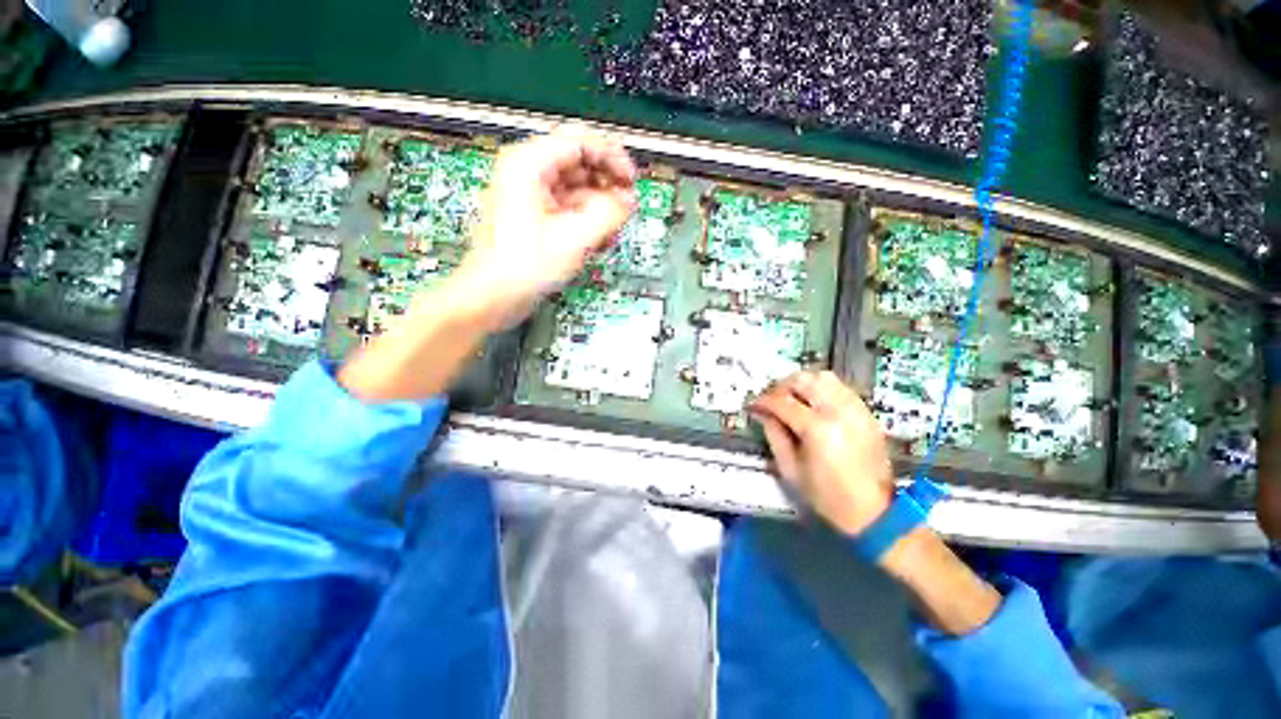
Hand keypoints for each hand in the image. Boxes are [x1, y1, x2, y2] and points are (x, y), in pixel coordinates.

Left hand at [338, 127, 634, 401]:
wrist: (492, 297)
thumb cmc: (524, 266)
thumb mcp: (574, 238)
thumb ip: (608, 214)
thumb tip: (628, 201)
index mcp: (529, 164)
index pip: (580, 141)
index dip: (612, 157)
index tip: (631, 181)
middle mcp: (528, 174)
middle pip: (579, 164)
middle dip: (606, 187)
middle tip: (626, 207)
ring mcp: (532, 197)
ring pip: (577, 190)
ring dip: (599, 209)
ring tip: (612, 232)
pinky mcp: (536, 219)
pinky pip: (569, 210)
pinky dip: (586, 222)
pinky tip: (598, 242)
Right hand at [749, 370, 894, 535]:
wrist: (875, 511)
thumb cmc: (826, 495)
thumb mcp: (790, 469)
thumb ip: (774, 434)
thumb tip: (762, 413)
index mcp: (817, 428)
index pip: (782, 401)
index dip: (763, 401)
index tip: (752, 405)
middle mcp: (837, 411)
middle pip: (803, 380)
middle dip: (781, 386)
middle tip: (771, 399)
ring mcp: (855, 409)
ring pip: (823, 377)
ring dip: (802, 383)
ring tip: (792, 397)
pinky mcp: (866, 412)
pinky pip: (840, 387)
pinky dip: (822, 388)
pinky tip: (813, 402)